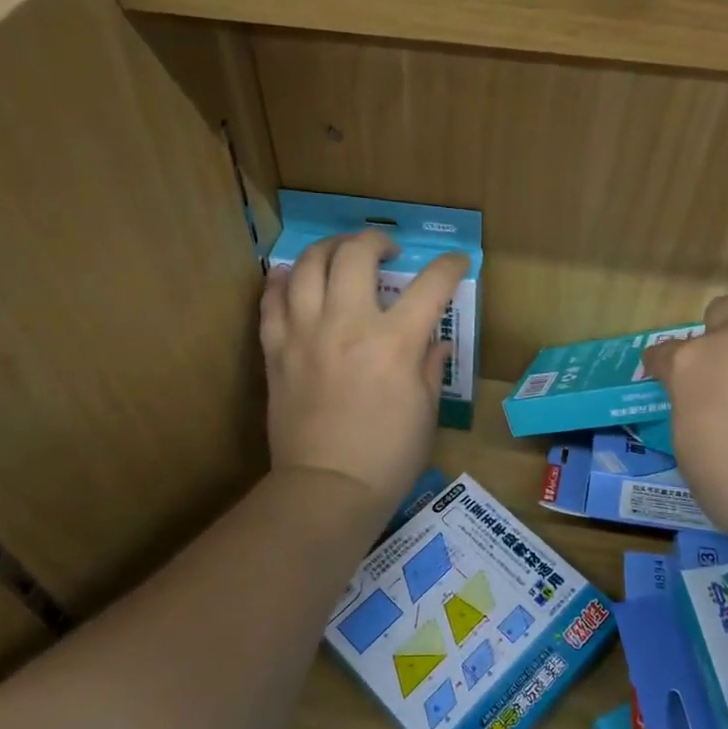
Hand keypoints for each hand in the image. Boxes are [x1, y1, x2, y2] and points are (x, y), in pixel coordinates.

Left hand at [261, 230, 466, 520]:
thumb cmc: (388, 456)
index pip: (430, 285)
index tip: (455, 263)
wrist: (327, 488)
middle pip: (356, 255)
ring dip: (328, 249)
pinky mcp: (276, 350)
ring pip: (306, 265)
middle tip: (386, 250)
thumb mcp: (425, 411)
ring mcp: (304, 333)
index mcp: (394, 342)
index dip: (449, 267)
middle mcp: (347, 324)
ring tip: (340, 255)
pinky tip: (293, 277)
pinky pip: (271, 300)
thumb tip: (435, 342)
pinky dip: (283, 280)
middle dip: (376, 240)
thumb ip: (429, 366)